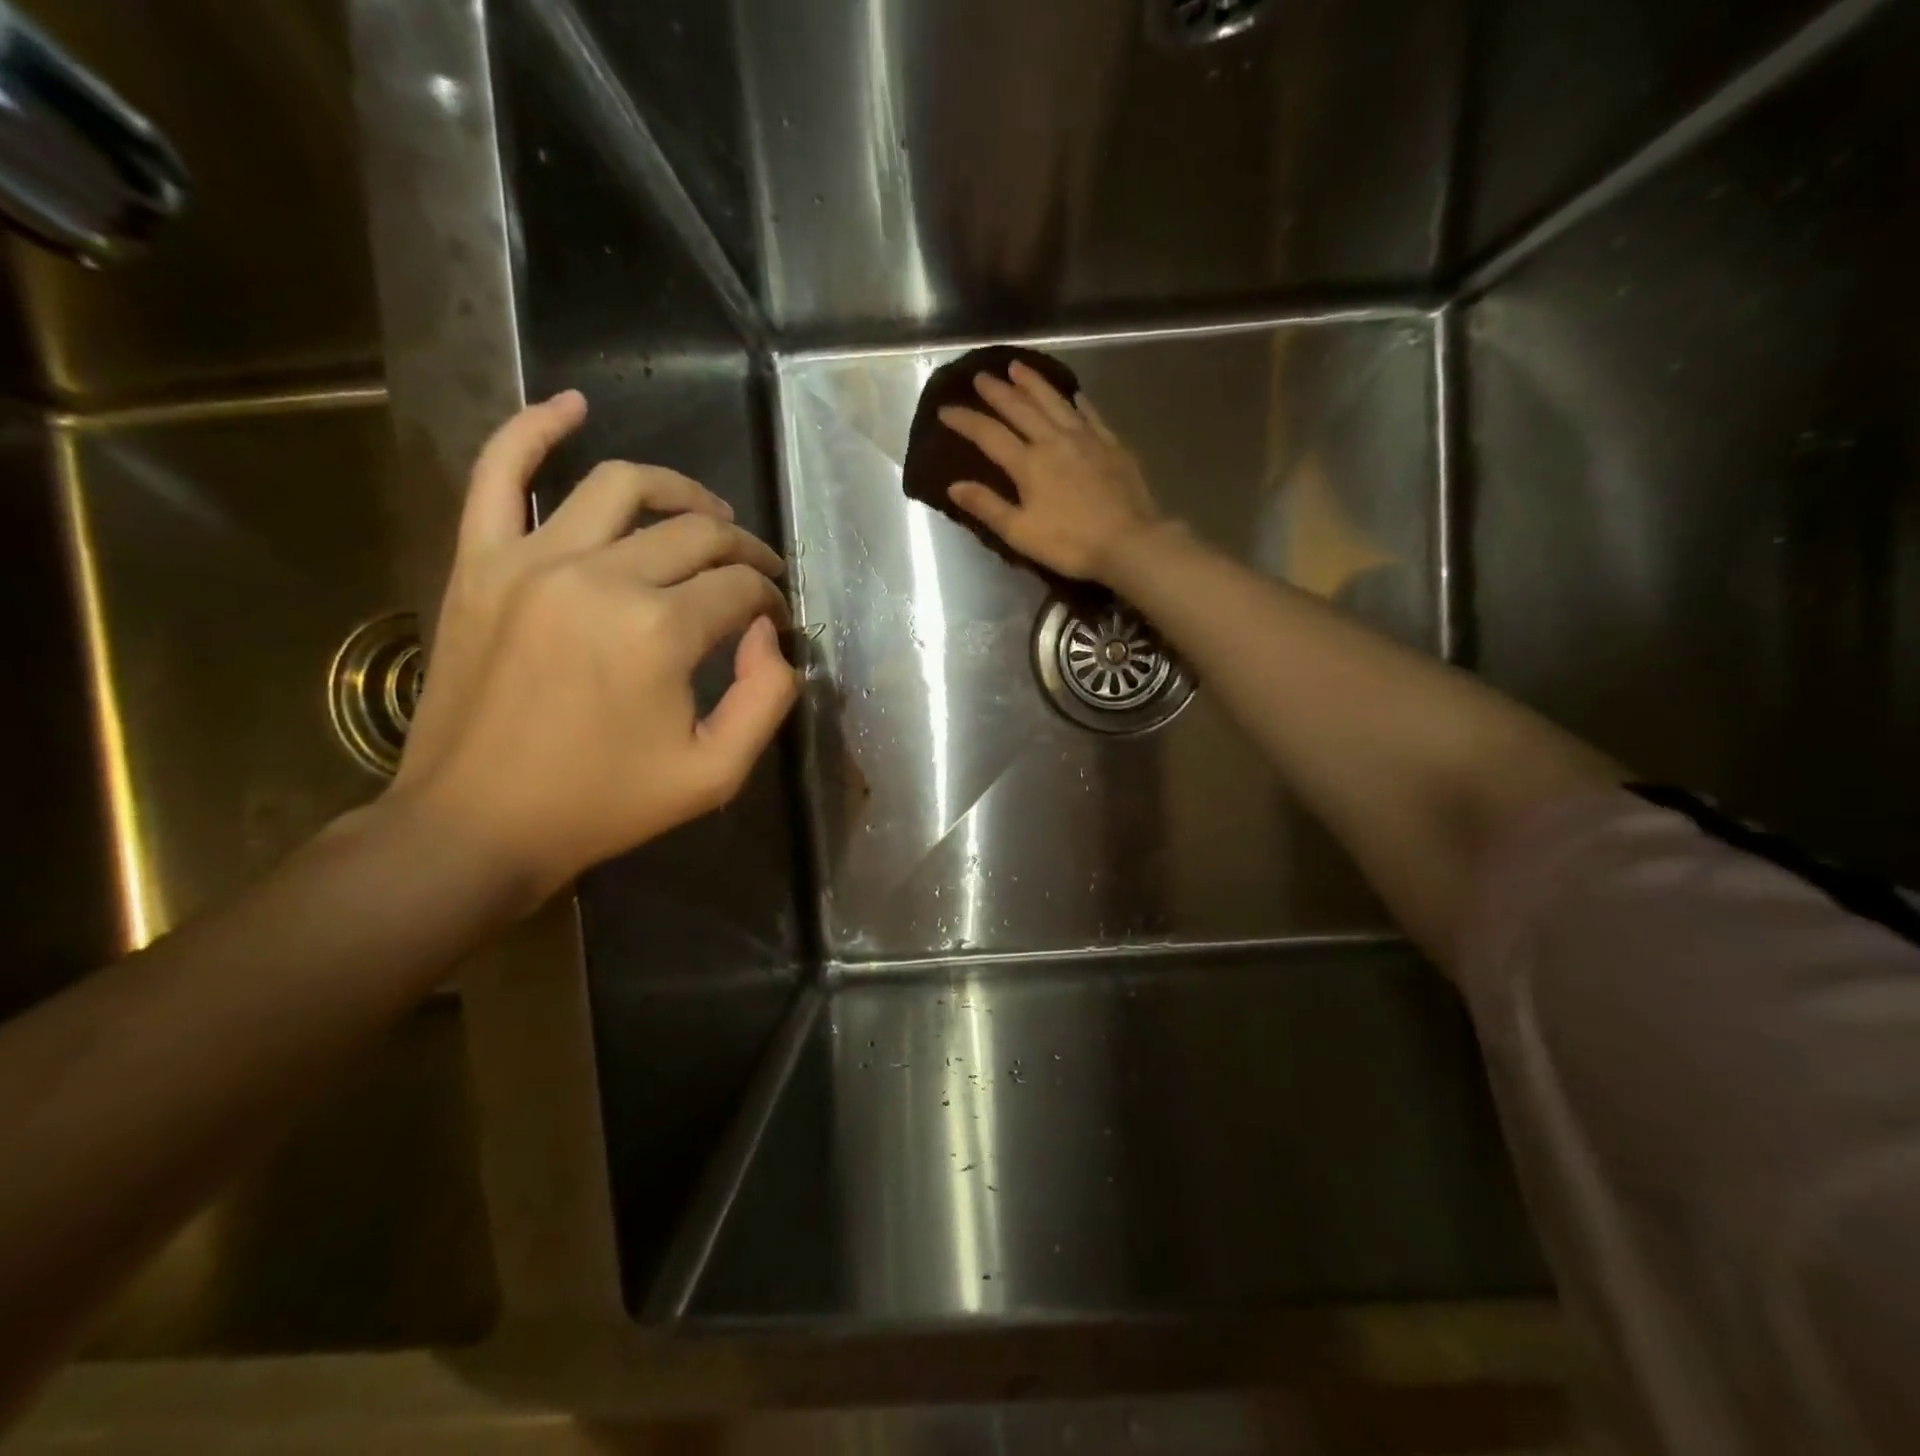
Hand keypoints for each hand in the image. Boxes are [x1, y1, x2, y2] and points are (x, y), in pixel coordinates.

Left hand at [392, 391, 796, 904]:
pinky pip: (499, 471)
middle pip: (695, 533)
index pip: (739, 588)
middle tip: (755, 575)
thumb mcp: (715, 773)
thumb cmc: (603, 804)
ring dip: (678, 490)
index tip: (773, 621)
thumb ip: (768, 699)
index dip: (769, 601)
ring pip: (621, 486)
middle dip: (741, 550)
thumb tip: (770, 636)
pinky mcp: (479, 561)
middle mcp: (600, 576)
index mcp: (659, 632)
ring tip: (705, 513)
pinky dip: (535, 429)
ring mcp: (530, 560)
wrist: (476, 824)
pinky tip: (572, 406)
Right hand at [939, 361, 1160, 581]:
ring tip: (1018, 367)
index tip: (945, 410)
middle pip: (1020, 408)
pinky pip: (1091, 414)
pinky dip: (1078, 402)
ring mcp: (1086, 439)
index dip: (965, 420)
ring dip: (1033, 383)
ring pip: (1054, 402)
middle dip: (997, 392)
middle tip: (980, 377)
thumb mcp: (1020, 533)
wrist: (1129, 541)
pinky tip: (1074, 394)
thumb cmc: (1070, 544)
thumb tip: (954, 486)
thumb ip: (987, 506)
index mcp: (1028, 463)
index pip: (989, 434)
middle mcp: (1054, 440)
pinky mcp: (1111, 445)